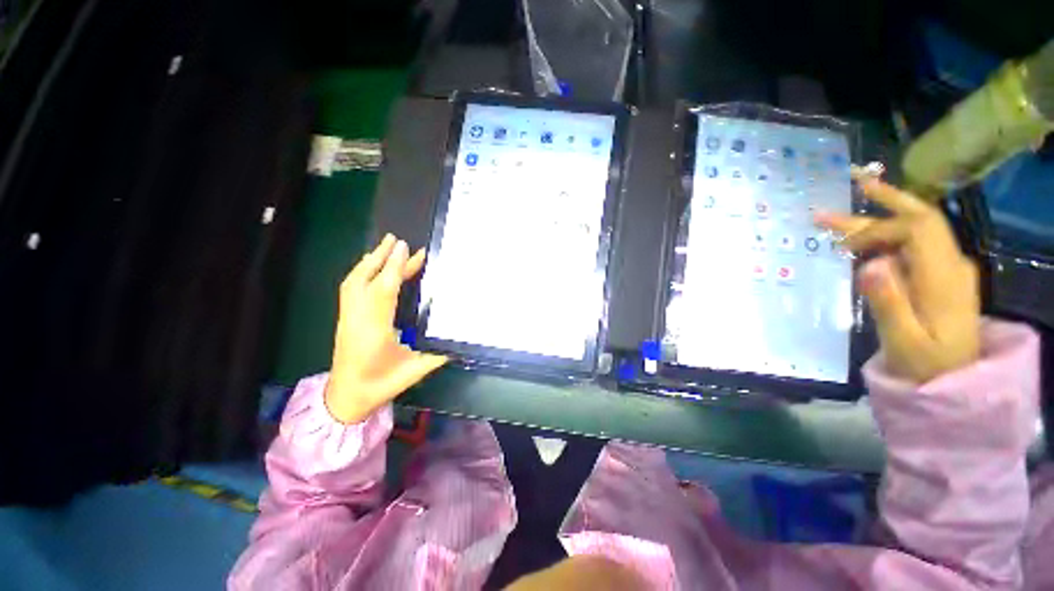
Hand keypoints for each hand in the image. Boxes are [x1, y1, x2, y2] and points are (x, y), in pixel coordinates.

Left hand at [324, 234, 446, 423]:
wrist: (346, 399)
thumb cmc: (381, 385)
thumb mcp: (415, 370)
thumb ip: (439, 353)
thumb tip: (461, 340)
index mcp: (375, 329)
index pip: (384, 290)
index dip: (395, 267)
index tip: (405, 248)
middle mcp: (358, 318)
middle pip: (366, 279)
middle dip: (382, 257)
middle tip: (397, 240)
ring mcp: (348, 317)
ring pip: (354, 281)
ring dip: (371, 261)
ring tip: (385, 247)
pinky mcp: (345, 319)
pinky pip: (350, 288)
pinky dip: (362, 272)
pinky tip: (372, 268)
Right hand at [815, 169, 979, 383]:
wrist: (955, 380)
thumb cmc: (927, 365)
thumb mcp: (905, 341)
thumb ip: (889, 301)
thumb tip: (870, 264)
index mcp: (944, 277)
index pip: (914, 229)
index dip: (877, 228)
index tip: (843, 247)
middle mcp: (950, 263)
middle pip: (920, 217)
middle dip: (885, 198)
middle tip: (853, 181)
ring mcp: (946, 268)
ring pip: (914, 228)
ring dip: (879, 216)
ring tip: (841, 215)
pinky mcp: (938, 275)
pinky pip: (912, 245)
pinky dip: (885, 235)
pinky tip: (863, 241)